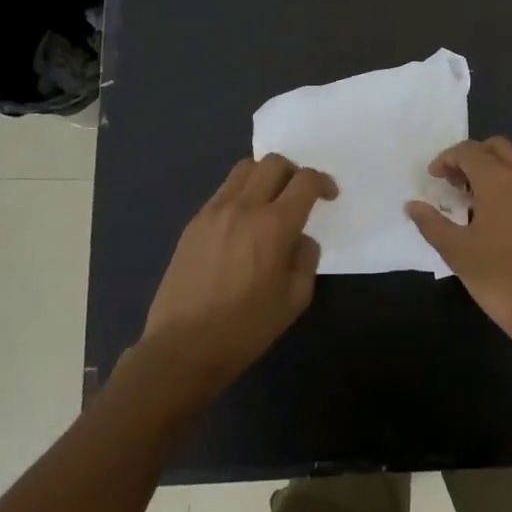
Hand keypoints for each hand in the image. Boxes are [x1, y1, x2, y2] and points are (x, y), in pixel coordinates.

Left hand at [140, 155, 336, 396]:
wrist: (183, 347)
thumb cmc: (245, 329)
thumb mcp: (294, 300)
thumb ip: (305, 259)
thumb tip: (300, 240)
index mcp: (274, 225)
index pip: (305, 181)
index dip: (323, 182)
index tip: (329, 196)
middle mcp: (244, 207)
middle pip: (274, 163)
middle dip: (294, 172)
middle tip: (300, 195)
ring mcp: (214, 212)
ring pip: (245, 169)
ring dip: (265, 176)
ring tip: (271, 202)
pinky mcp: (194, 223)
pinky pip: (223, 191)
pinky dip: (242, 193)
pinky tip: (243, 223)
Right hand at [404, 137, 511, 362]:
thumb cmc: (501, 278)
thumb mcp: (457, 252)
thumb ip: (431, 223)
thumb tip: (412, 205)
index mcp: (500, 179)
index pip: (469, 151)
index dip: (447, 159)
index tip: (433, 179)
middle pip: (496, 148)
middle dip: (472, 158)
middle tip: (454, 185)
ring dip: (493, 171)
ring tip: (473, 204)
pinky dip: (511, 187)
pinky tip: (499, 220)